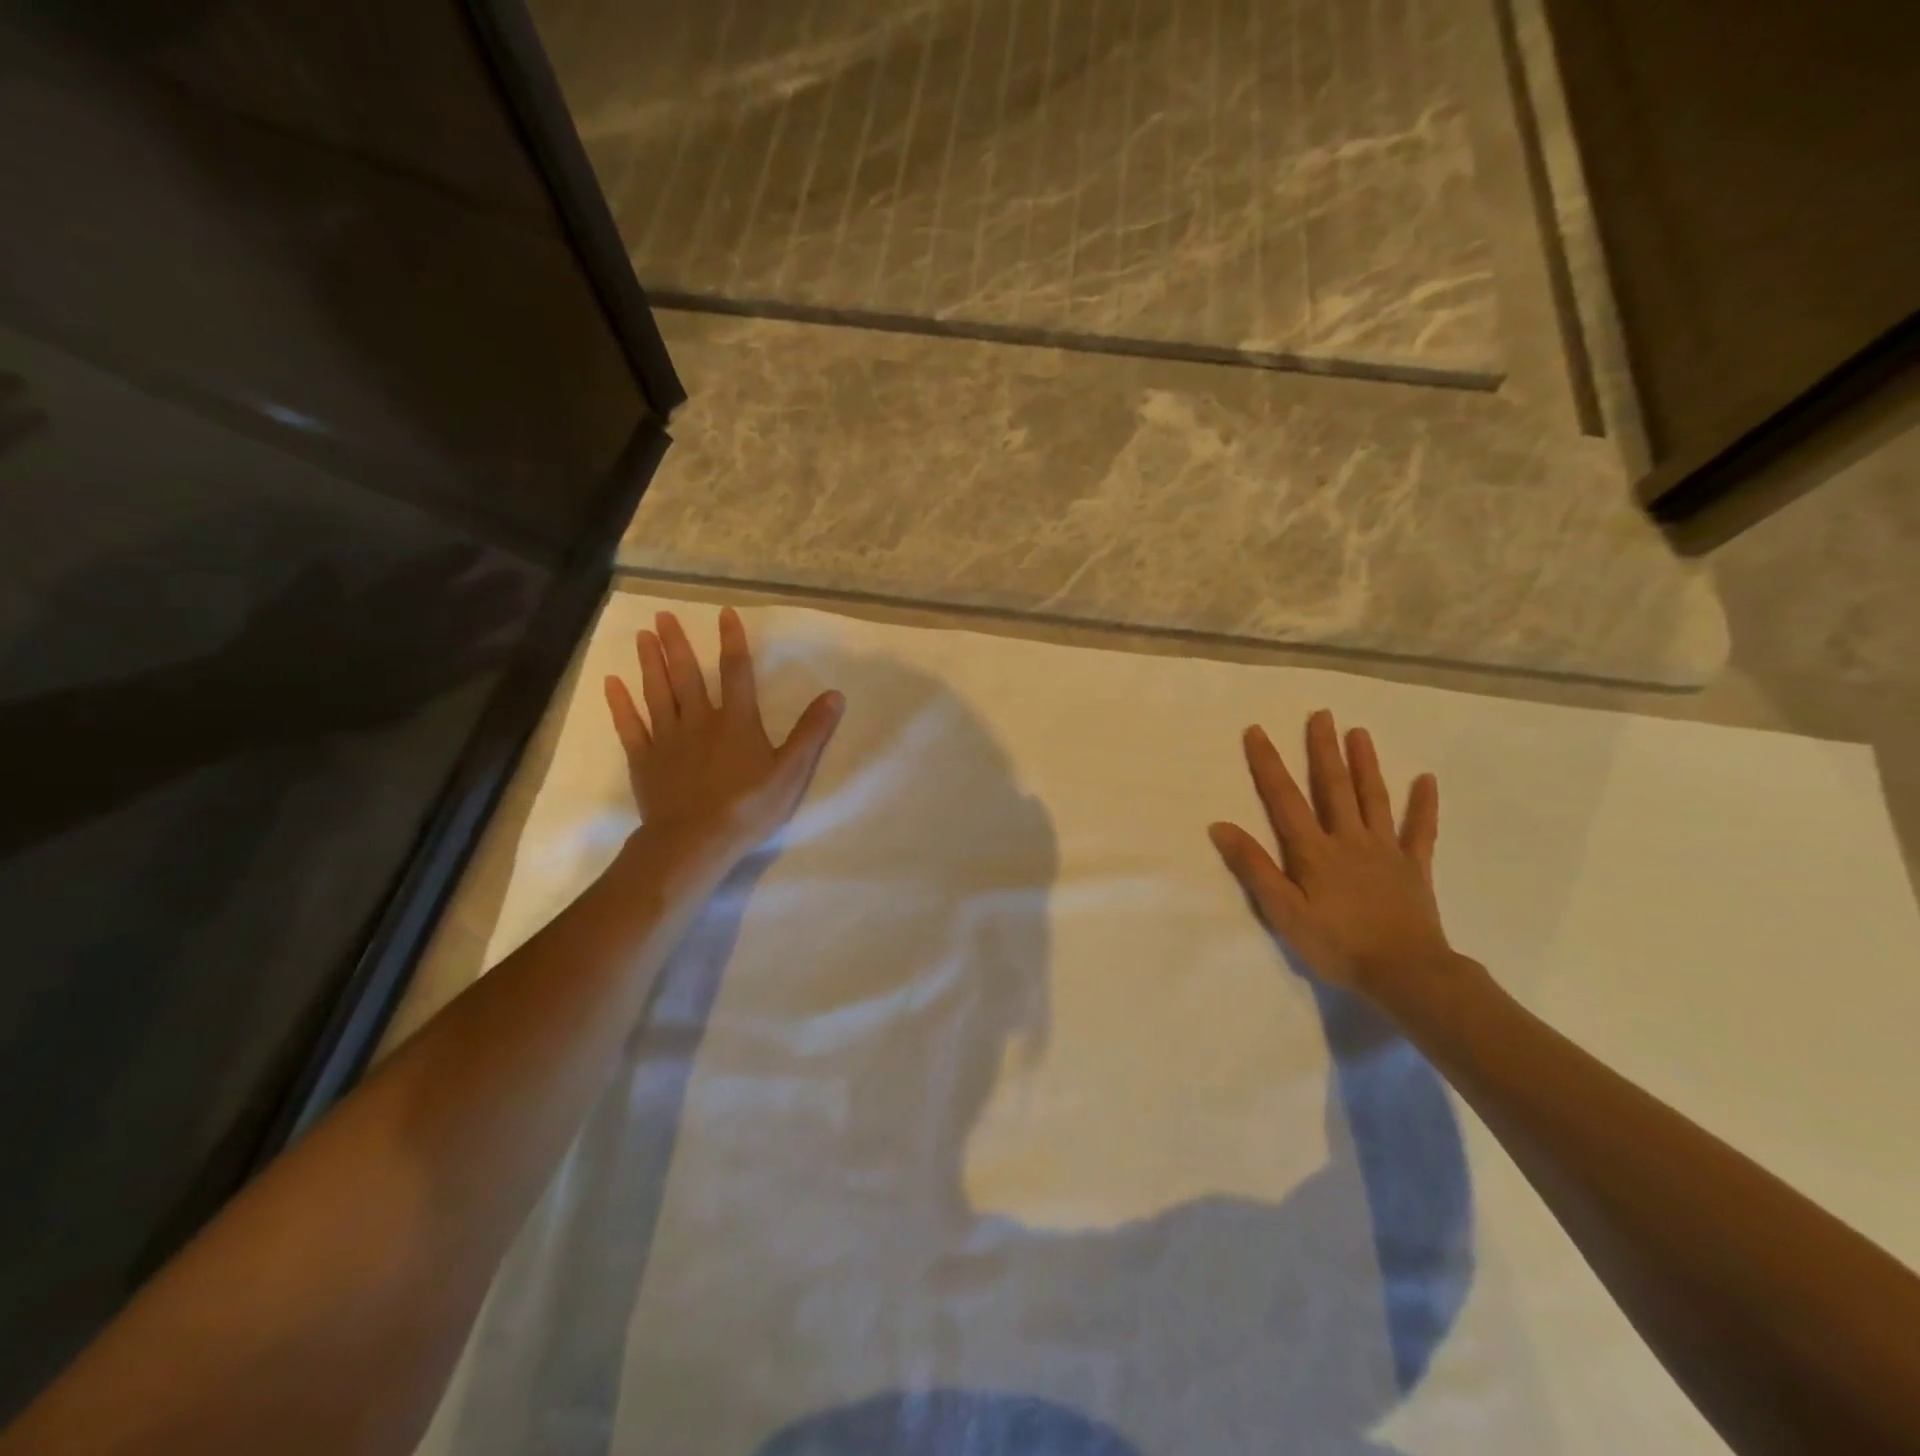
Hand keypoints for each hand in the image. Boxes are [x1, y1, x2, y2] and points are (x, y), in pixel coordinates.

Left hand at [604, 607, 842, 875]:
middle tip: (664, 615)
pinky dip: (620, 705)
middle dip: (677, 644)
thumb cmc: (748, 806)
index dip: (732, 641)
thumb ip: (811, 732)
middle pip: (687, 675)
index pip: (737, 672)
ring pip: (657, 693)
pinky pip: (630, 727)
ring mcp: (667, 740)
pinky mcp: (645, 761)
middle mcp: (699, 720)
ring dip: (650, 663)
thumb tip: (835, 694)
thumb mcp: (791, 771)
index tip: (724, 614)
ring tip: (642, 635)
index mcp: (736, 721)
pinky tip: (611, 684)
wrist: (695, 840)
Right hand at [1209, 709, 1453, 998]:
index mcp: (1314, 850)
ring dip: (1365, 764)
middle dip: (1324, 750)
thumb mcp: (1283, 911)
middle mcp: (1349, 839)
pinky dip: (1424, 804)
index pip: (1284, 798)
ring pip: (1374, 798)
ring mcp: (1386, 851)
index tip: (1257, 731)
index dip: (1268, 763)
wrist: (1405, 973)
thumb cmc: (1336, 944)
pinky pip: (1421, 830)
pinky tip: (1427, 780)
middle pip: (1334, 787)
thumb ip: (1254, 867)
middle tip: (1321, 714)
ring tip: (1359, 732)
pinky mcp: (1414, 867)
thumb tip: (1221, 825)